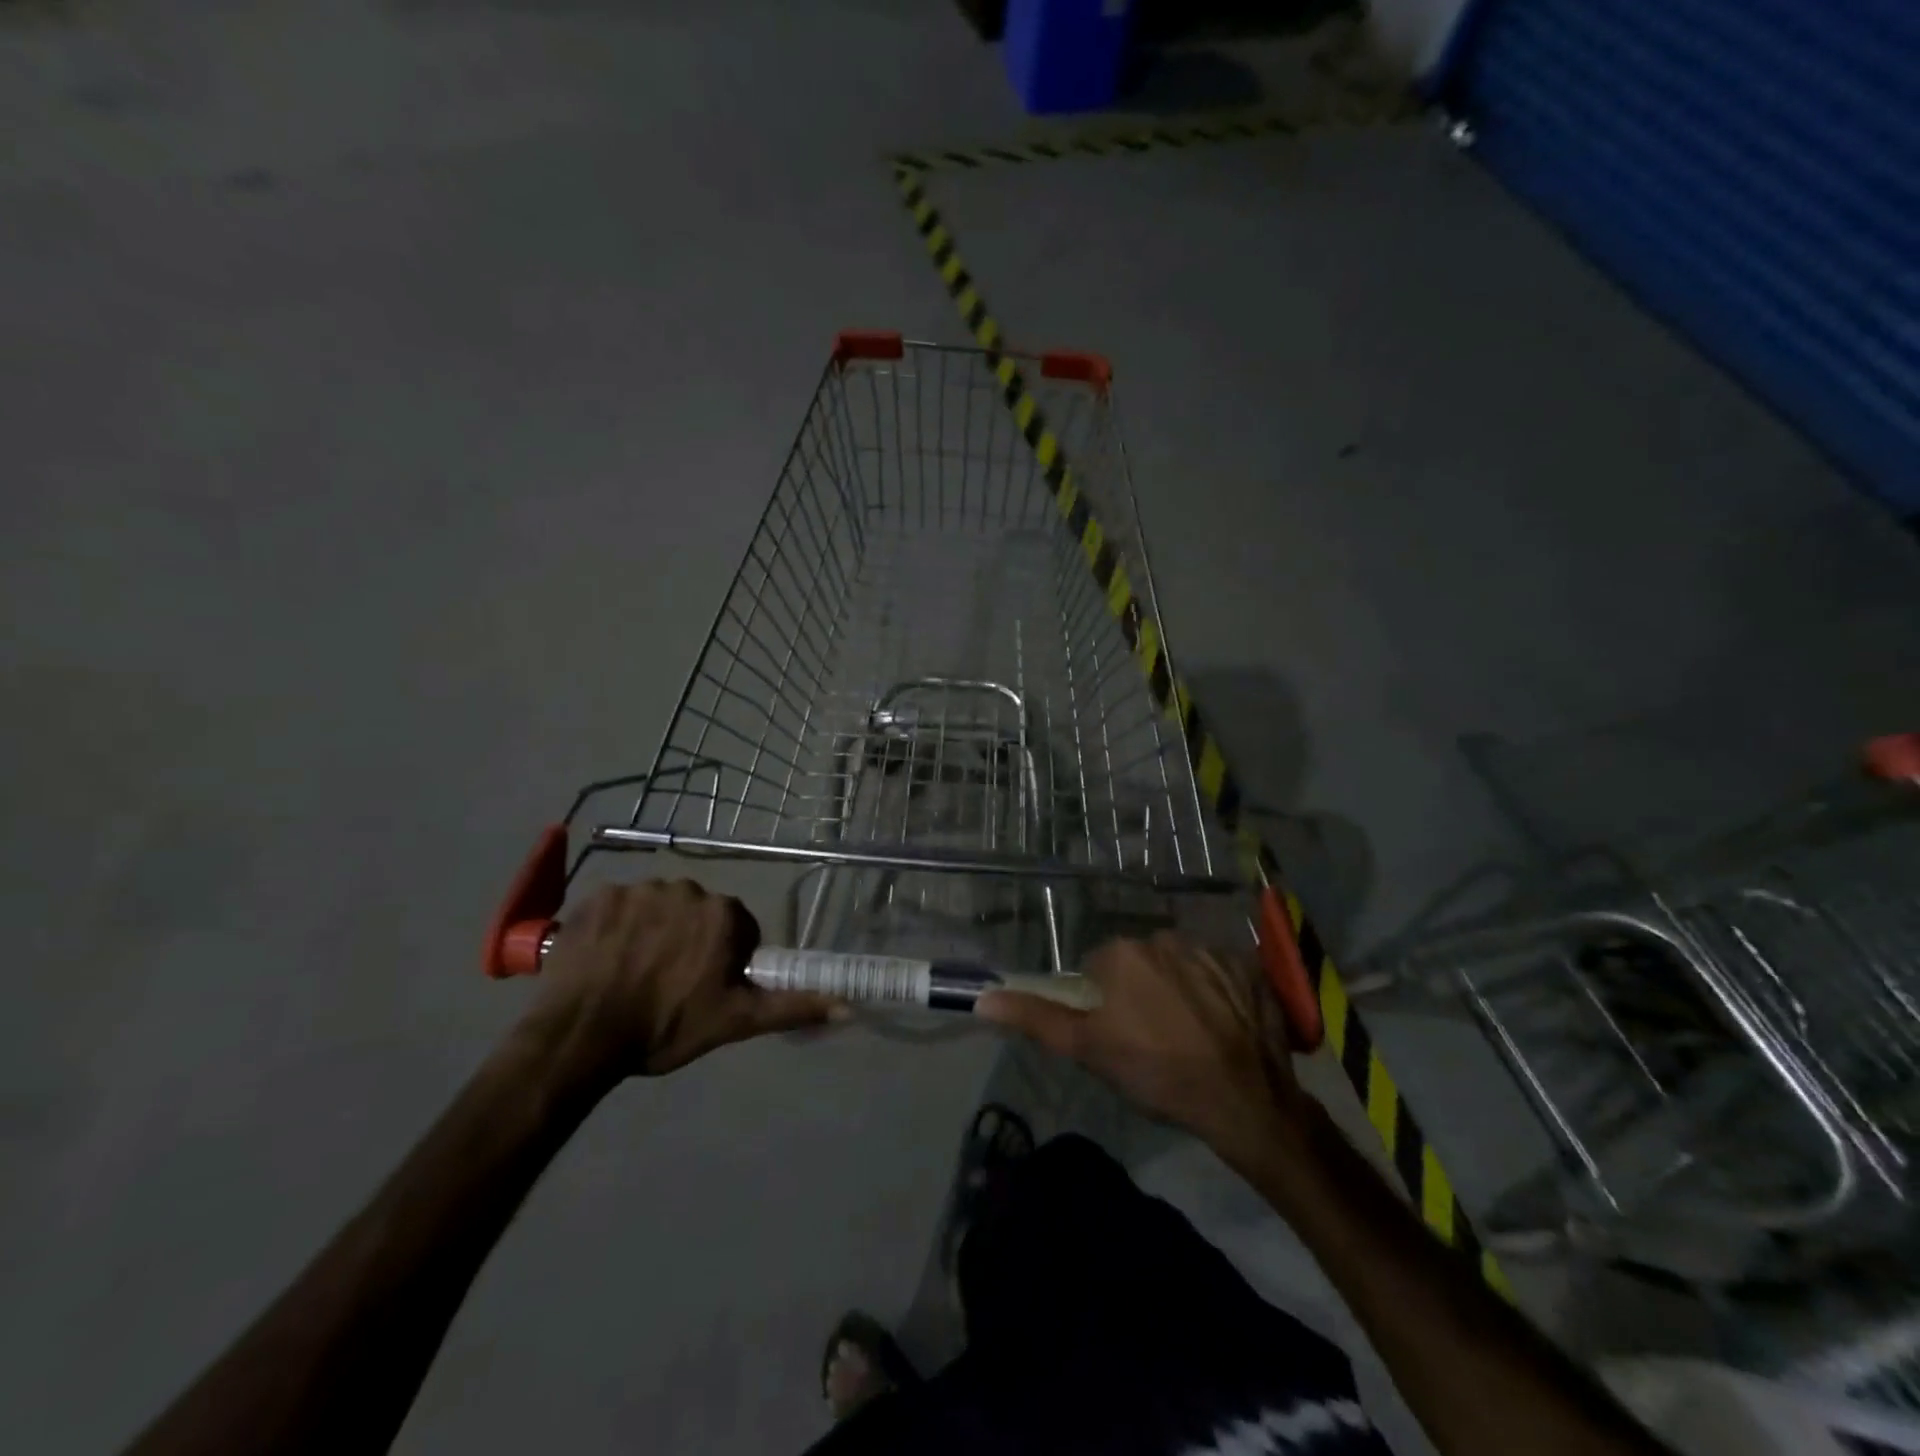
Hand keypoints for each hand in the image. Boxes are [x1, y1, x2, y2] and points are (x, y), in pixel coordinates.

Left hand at [525, 879, 843, 1085]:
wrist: (581, 1036)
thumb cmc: (666, 1027)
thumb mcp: (735, 1021)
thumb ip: (792, 1007)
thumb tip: (849, 1006)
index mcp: (723, 914)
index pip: (736, 929)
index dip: (722, 959)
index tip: (702, 988)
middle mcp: (687, 889)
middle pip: (696, 913)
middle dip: (688, 940)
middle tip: (667, 984)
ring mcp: (639, 889)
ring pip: (657, 907)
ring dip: (651, 931)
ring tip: (632, 973)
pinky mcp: (598, 896)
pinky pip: (618, 906)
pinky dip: (615, 927)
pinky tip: (604, 959)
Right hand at [976, 933, 1313, 1161]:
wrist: (1242, 1099)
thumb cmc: (1155, 1073)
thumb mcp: (1087, 1050)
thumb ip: (1036, 1018)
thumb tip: (983, 998)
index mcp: (1122, 953)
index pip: (1100, 968)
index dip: (1106, 1003)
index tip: (1122, 1035)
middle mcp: (1164, 937)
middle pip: (1141, 962)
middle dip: (1143, 990)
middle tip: (1156, 1038)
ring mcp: (1211, 949)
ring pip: (1181, 964)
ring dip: (1181, 988)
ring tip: (1193, 1034)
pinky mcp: (1249, 966)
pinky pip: (1222, 971)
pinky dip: (1220, 991)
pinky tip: (1225, 1025)